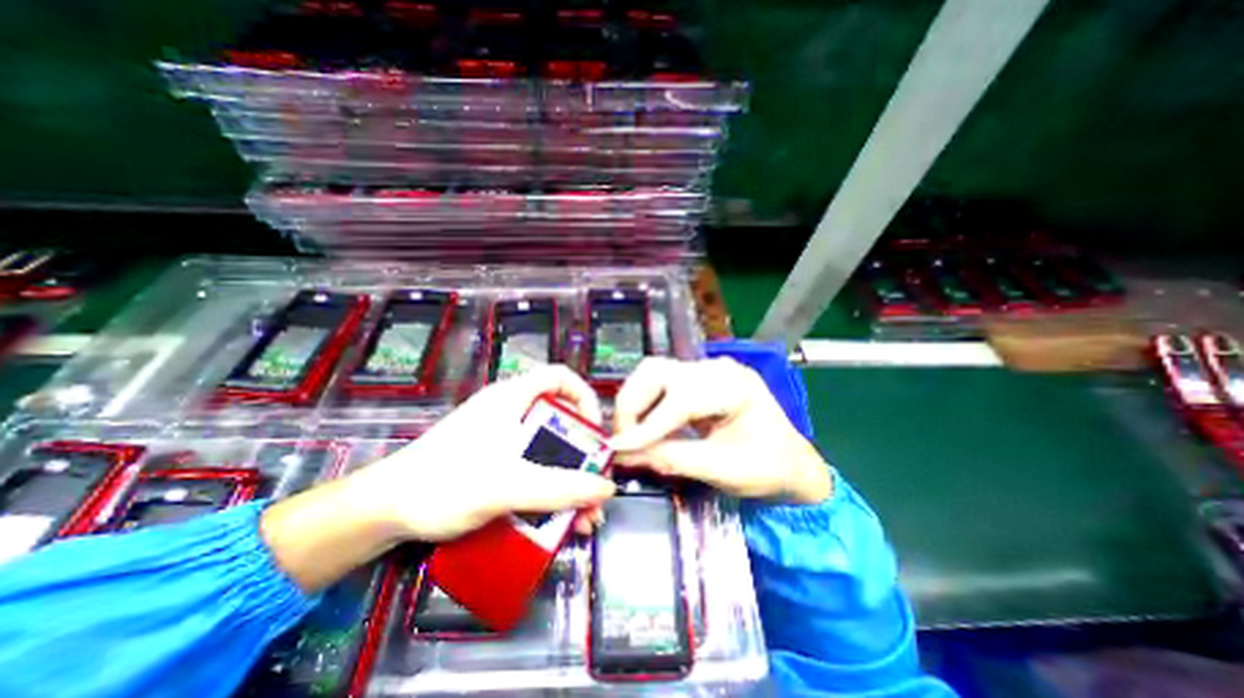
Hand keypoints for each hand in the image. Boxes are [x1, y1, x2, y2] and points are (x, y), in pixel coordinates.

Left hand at [265, 365, 614, 592]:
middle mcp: (510, 411)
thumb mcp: (508, 485)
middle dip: (582, 454)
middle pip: (559, 420)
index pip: (561, 377)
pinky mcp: (492, 460)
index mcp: (513, 398)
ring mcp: (500, 437)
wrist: (383, 511)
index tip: (595, 431)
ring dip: (568, 480)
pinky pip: (531, 467)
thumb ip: (560, 487)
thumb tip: (607, 487)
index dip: (585, 397)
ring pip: (547, 449)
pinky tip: (557, 521)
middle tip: (594, 486)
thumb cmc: (445, 483)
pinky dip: (548, 489)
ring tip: (583, 517)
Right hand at [608, 358, 827, 502]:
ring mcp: (705, 370)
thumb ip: (673, 459)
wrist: (790, 461)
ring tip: (628, 434)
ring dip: (633, 401)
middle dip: (632, 405)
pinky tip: (641, 425)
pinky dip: (643, 403)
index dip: (647, 424)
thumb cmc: (768, 468)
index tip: (619, 448)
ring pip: (653, 373)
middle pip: (658, 372)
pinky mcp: (696, 378)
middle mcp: (717, 368)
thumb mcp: (724, 470)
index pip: (681, 398)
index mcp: (735, 386)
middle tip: (621, 440)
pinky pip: (659, 383)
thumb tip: (625, 456)